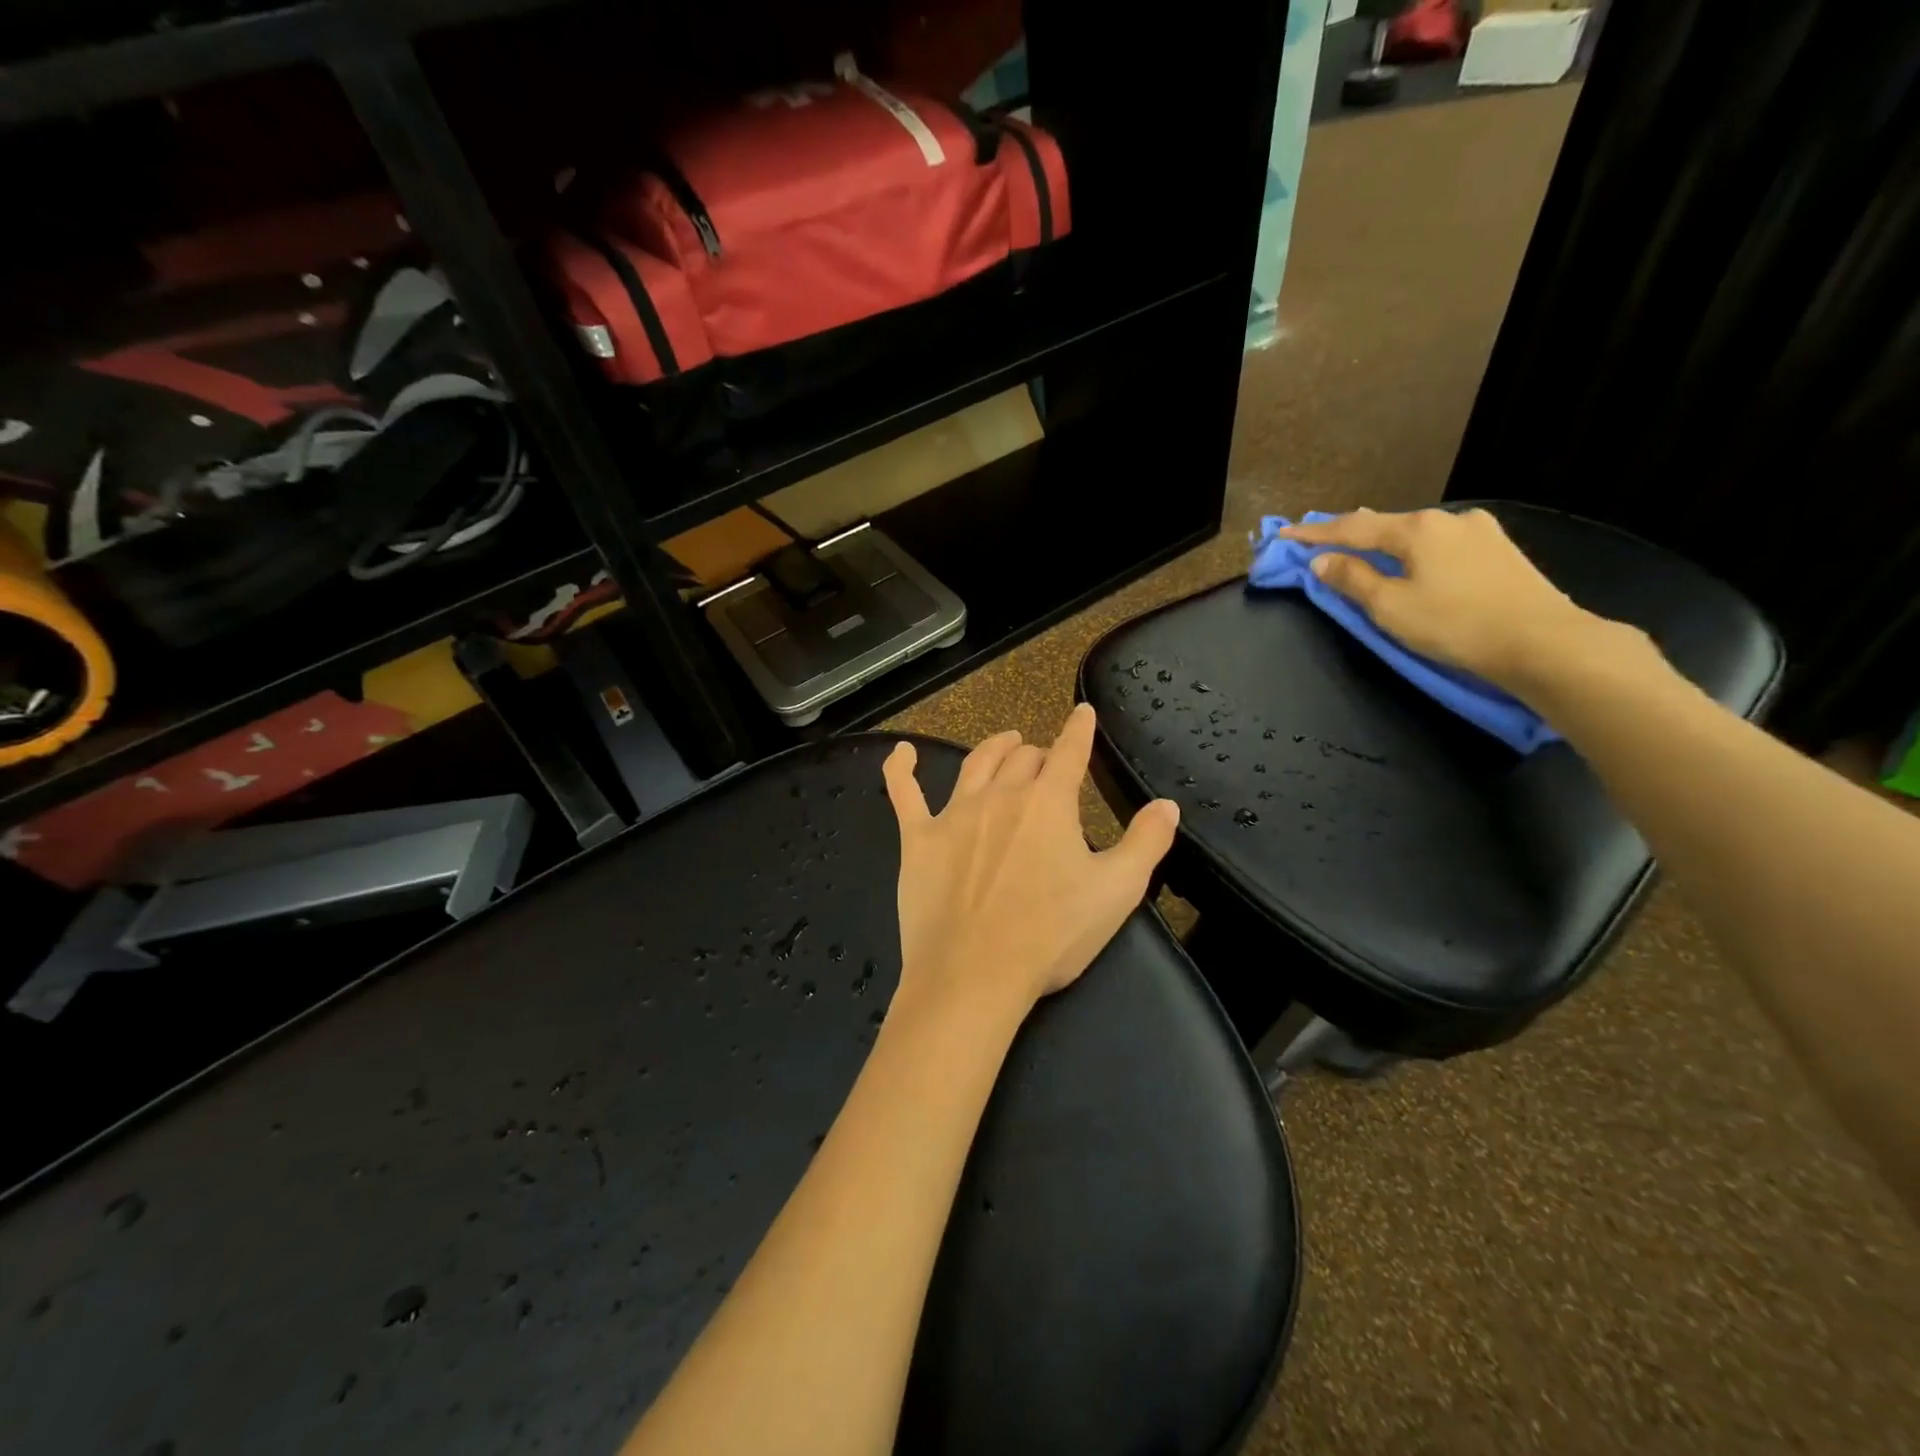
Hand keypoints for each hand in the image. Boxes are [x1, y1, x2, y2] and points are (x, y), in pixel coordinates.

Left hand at [882, 703, 1179, 1020]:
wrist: (974, 975)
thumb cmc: (1051, 934)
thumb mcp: (1117, 892)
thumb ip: (1147, 842)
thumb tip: (1167, 804)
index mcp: (1048, 803)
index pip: (1069, 752)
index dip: (1079, 730)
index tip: (1082, 713)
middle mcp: (1000, 795)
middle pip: (1022, 759)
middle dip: (1039, 754)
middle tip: (1047, 763)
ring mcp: (954, 815)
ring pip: (975, 764)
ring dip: (994, 748)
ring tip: (1005, 742)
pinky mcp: (918, 840)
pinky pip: (905, 794)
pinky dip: (901, 769)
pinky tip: (901, 753)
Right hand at [1279, 507, 1637, 693]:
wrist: (1544, 642)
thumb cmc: (1456, 625)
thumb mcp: (1390, 607)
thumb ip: (1352, 580)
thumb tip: (1322, 561)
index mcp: (1417, 529)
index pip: (1352, 528)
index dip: (1315, 534)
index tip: (1284, 533)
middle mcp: (1448, 519)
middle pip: (1386, 524)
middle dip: (1351, 534)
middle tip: (1321, 541)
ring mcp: (1479, 531)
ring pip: (1416, 533)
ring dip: (1385, 543)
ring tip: (1363, 550)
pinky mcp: (1500, 550)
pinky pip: (1441, 544)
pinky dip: (1414, 551)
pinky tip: (1412, 561)